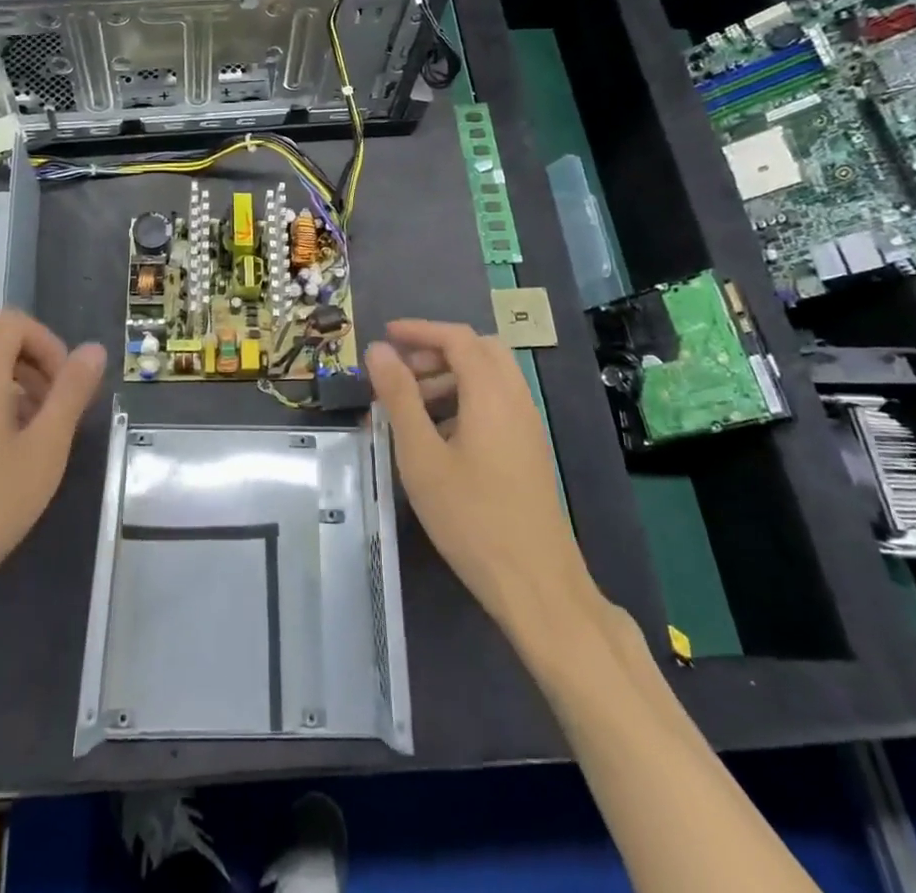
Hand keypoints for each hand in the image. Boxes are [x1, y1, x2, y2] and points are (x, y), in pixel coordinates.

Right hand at [366, 320, 600, 653]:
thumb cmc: (471, 517)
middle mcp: (516, 399)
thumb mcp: (421, 455)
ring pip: (490, 378)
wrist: (537, 585)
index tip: (385, 336)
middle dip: (437, 351)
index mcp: (491, 392)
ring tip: (412, 409)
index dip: (419, 330)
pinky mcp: (529, 450)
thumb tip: (378, 350)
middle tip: (401, 373)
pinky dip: (466, 401)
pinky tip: (439, 438)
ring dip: (450, 378)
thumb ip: (399, 396)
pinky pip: (497, 404)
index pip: (457, 337)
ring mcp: (527, 425)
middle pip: (479, 350)